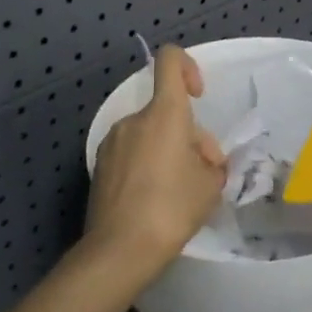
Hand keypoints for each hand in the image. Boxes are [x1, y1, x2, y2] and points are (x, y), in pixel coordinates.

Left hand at [87, 45, 227, 275]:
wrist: (119, 250)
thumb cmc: (172, 208)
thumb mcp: (210, 185)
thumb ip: (211, 162)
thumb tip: (202, 160)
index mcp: (164, 113)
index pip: (170, 60)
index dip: (188, 66)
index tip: (198, 95)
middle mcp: (134, 119)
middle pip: (166, 110)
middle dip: (188, 134)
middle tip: (204, 173)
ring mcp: (112, 142)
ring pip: (150, 134)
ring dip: (168, 151)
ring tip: (181, 190)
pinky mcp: (100, 166)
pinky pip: (132, 153)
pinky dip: (147, 165)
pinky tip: (156, 200)